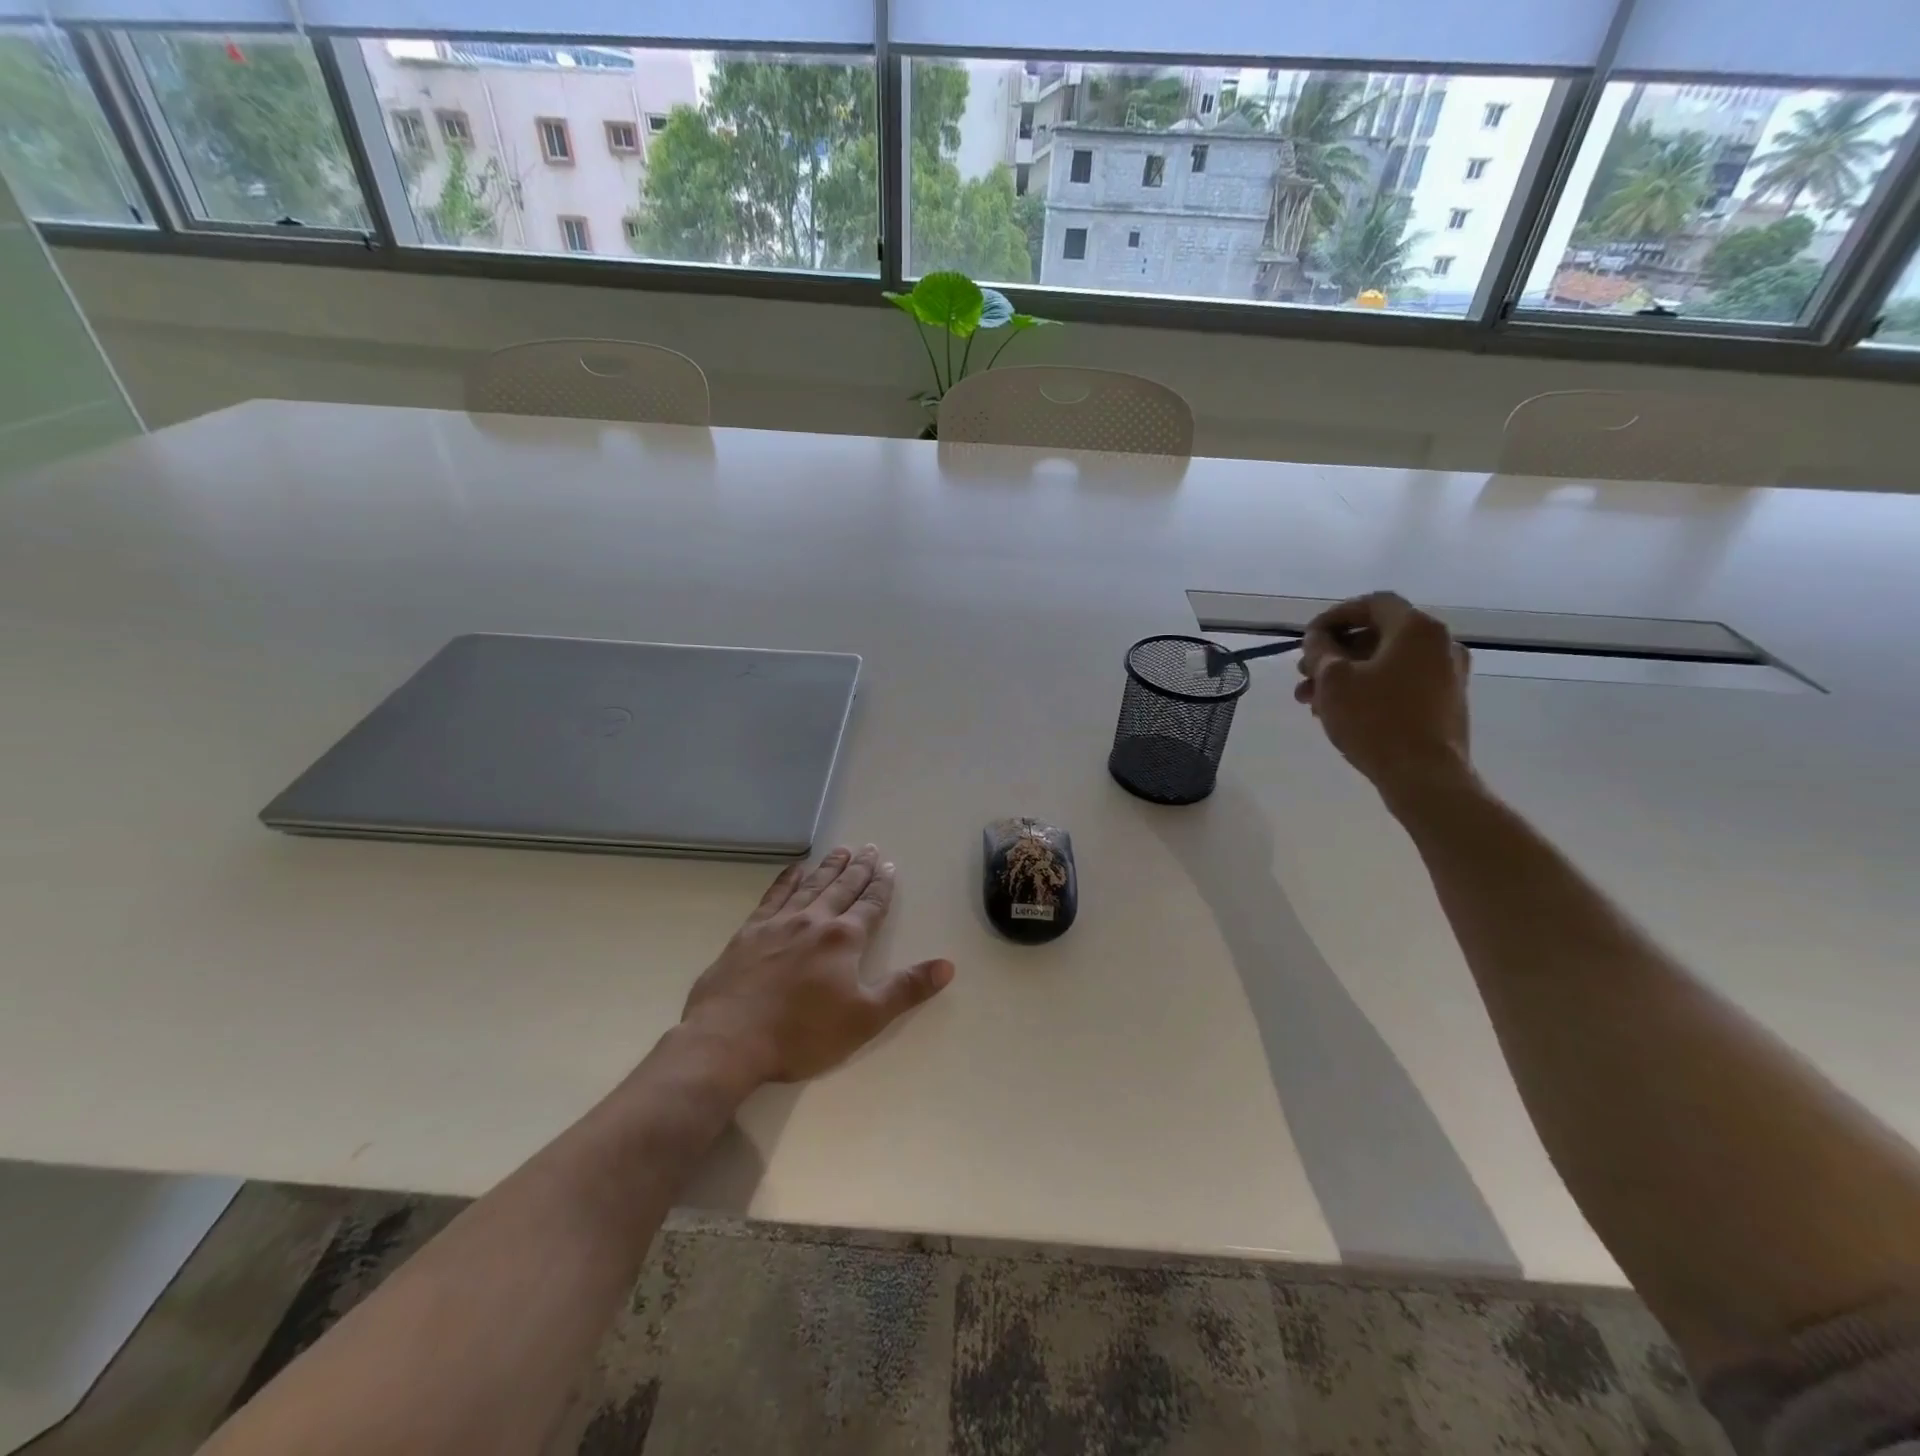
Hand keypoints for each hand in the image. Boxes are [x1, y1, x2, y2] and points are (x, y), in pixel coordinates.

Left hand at [681, 845, 954, 1085]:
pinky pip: (773, 896)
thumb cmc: (802, 1033)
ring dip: (828, 867)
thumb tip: (947, 965)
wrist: (728, 1040)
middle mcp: (813, 921)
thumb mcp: (865, 1018)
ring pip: (810, 886)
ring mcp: (778, 924)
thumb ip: (906, 989)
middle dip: (859, 868)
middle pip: (842, 888)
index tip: (890, 867)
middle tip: (870, 848)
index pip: (870, 905)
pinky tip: (794, 870)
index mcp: (843, 940)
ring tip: (840, 850)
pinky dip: (786, 879)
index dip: (882, 886)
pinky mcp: (748, 933)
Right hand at [1294, 591, 1474, 800]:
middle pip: (1378, 634)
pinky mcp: (1446, 702)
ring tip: (1312, 701)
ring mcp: (1448, 674)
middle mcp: (1440, 644)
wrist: (1424, 776)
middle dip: (1335, 652)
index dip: (1334, 616)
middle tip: (1303, 674)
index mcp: (1417, 629)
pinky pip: (1400, 682)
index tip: (1307, 639)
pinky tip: (1341, 712)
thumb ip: (1320, 649)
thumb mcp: (1333, 680)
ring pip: (1386, 662)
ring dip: (1347, 674)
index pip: (1372, 603)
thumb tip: (1318, 638)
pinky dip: (1369, 688)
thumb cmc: (1375, 720)